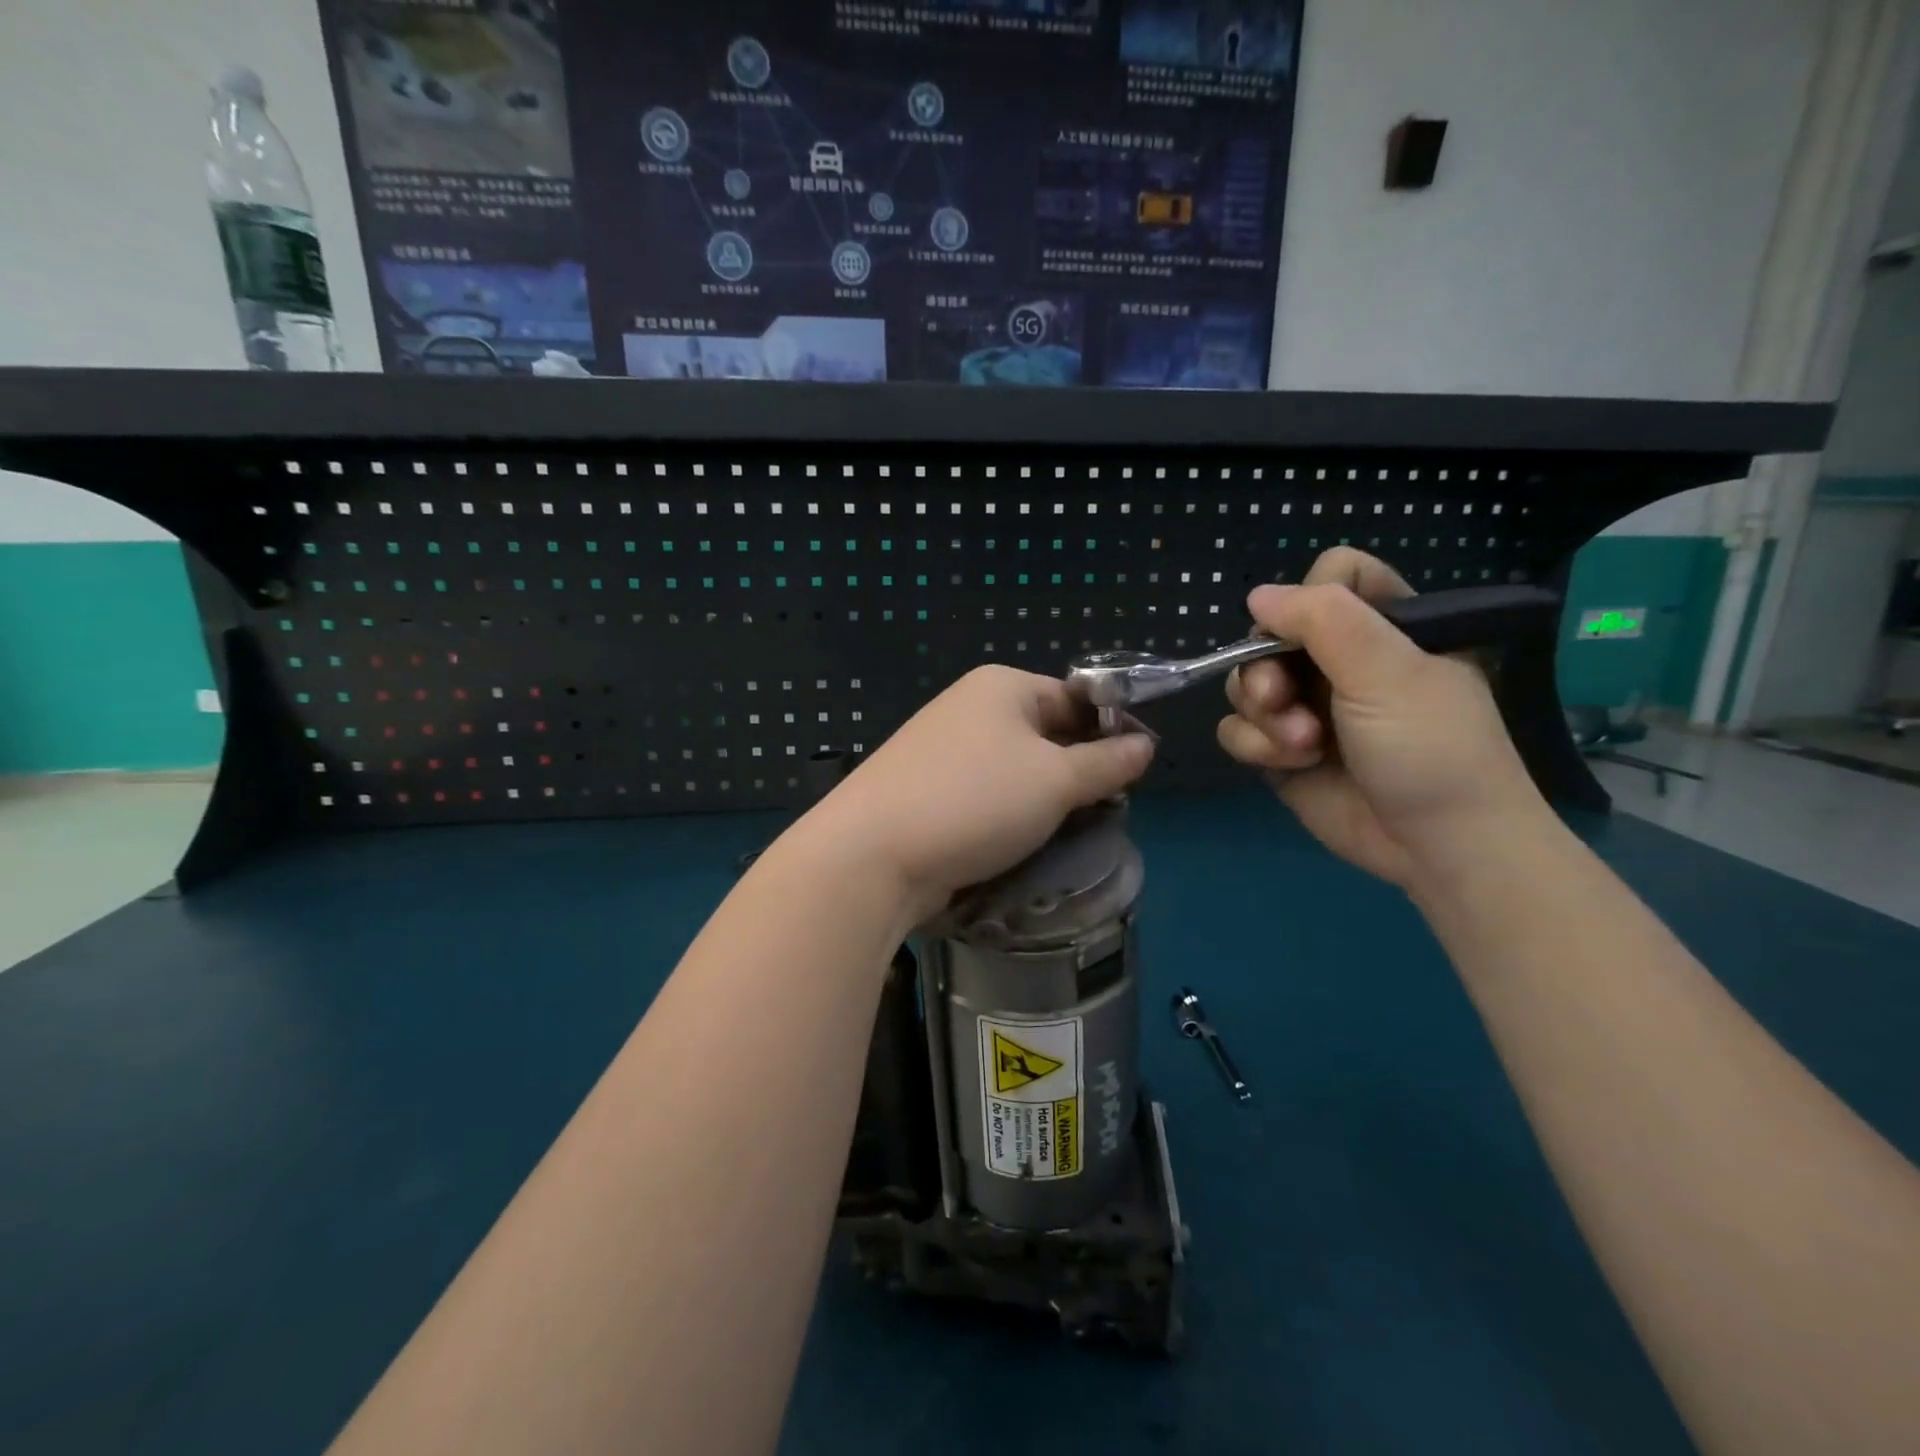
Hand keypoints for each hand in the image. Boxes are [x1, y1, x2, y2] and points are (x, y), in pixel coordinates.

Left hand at [798, 666, 1154, 924]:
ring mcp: (942, 750)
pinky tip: (1021, 846)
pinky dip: (1007, 818)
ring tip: (1066, 837)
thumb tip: (1144, 744)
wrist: (873, 854)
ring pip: (1015, 772)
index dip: (1109, 733)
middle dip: (1076, 773)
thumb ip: (1106, 762)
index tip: (1132, 778)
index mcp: (1002, 686)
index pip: (1075, 698)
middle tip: (1103, 815)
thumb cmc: (976, 801)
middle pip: (1045, 734)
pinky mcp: (927, 791)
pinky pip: (985, 797)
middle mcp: (970, 708)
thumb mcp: (1055, 780)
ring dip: (1043, 802)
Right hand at [1217, 548, 1547, 887]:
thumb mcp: (1389, 670)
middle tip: (1282, 699)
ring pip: (1245, 683)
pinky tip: (1289, 764)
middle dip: (1266, 670)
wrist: (1437, 847)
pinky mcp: (1282, 751)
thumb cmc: (1430, 747)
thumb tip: (1257, 594)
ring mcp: (1307, 707)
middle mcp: (1340, 662)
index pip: (1333, 575)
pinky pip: (1238, 729)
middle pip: (1270, 633)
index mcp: (1385, 627)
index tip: (1311, 633)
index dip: (1311, 598)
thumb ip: (1323, 619)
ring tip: (1302, 745)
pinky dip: (1254, 745)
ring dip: (1263, 715)